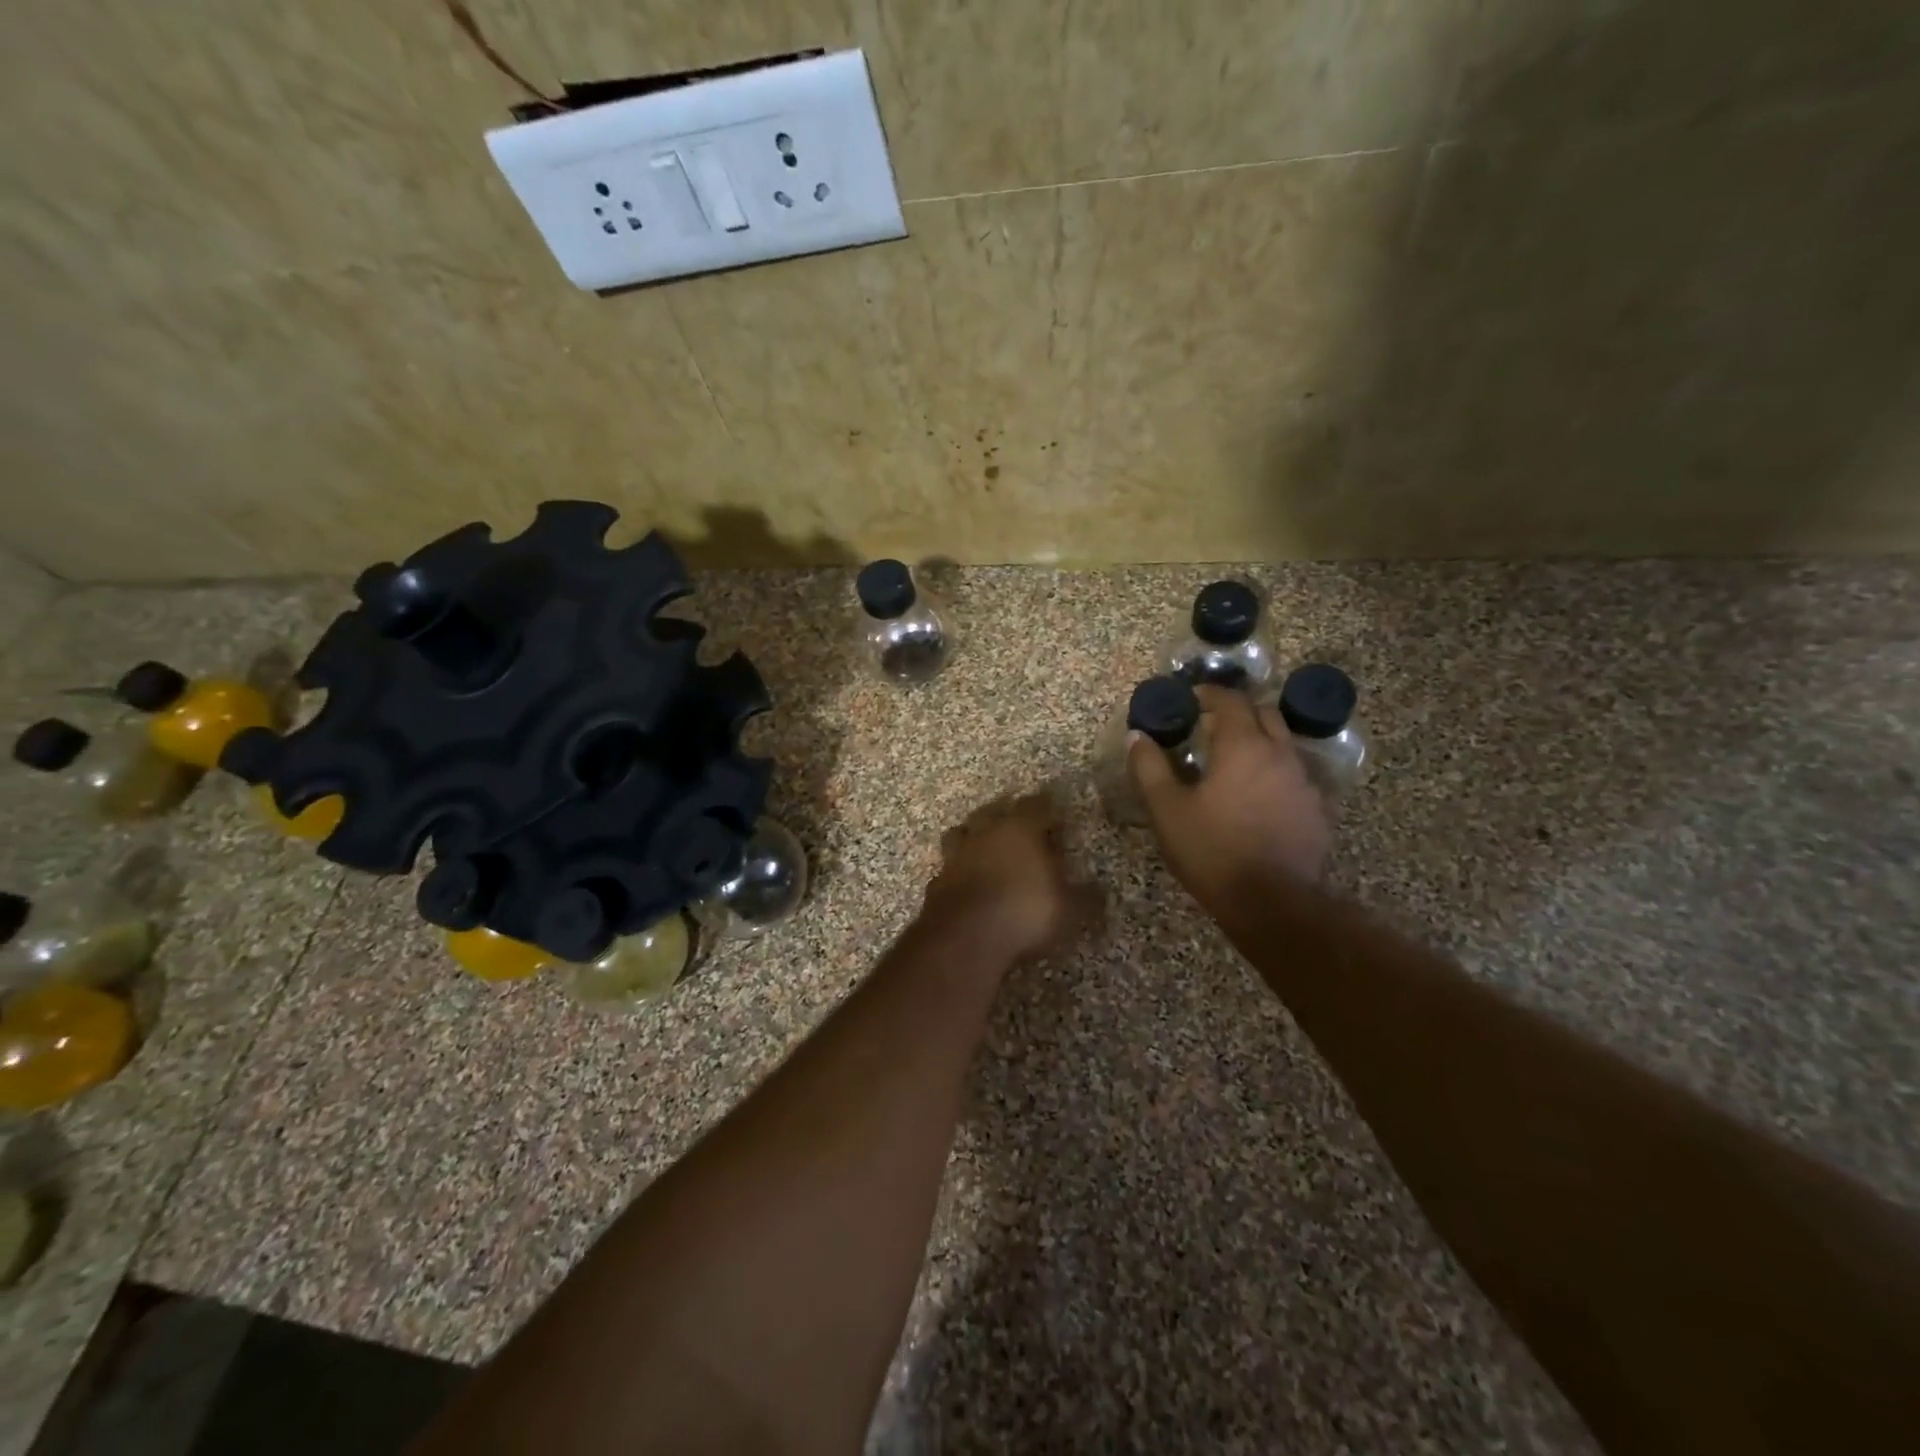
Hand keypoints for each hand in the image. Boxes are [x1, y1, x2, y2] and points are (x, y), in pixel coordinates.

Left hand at [922, 792, 1099, 961]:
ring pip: (964, 832)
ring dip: (975, 836)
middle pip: (994, 811)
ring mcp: (957, 854)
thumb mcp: (1069, 910)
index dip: (1048, 809)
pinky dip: (959, 870)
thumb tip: (1101, 892)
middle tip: (1020, 827)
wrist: (964, 937)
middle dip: (1007, 815)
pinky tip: (966, 882)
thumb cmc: (1024, 912)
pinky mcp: (937, 880)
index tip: (1057, 817)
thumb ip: (1087, 898)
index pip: (1037, 804)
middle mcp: (986, 832)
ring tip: (986, 848)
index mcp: (1021, 828)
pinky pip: (950, 866)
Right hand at [1128, 686, 1329, 908]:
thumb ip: (1150, 767)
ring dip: (1260, 741)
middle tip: (1211, 726)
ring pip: (1284, 744)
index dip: (1209, 693)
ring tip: (1234, 761)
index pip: (1230, 700)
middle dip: (1238, 712)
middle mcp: (1280, 754)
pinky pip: (1297, 776)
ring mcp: (1305, 782)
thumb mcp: (1167, 809)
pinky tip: (1260, 795)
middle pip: (1265, 714)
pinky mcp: (1318, 810)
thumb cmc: (1212, 850)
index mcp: (1243, 746)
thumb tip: (1137, 736)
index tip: (1191, 697)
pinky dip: (1276, 772)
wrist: (1272, 903)